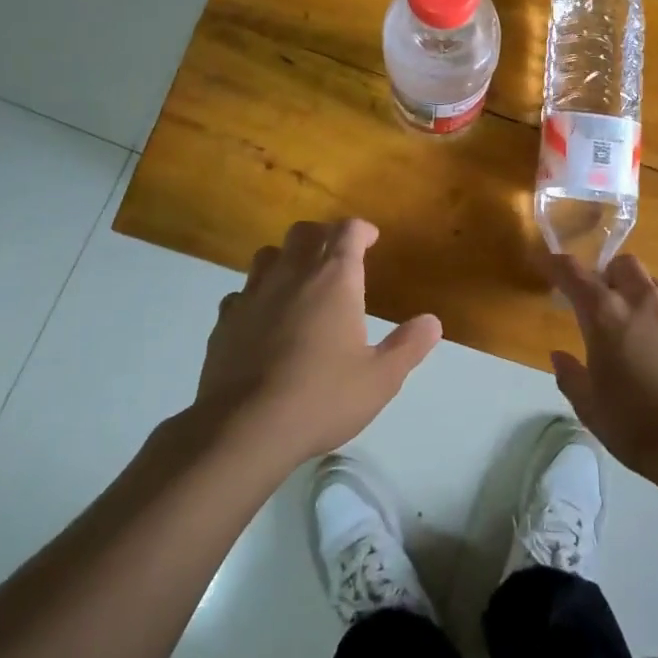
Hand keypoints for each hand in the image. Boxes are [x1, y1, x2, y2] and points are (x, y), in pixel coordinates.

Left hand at [193, 219, 440, 469]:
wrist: (244, 428)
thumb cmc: (322, 398)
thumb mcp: (380, 379)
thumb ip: (408, 346)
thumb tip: (432, 322)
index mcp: (334, 279)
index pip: (348, 231)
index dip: (361, 230)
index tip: (371, 239)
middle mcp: (292, 274)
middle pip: (304, 232)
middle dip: (323, 234)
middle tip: (336, 254)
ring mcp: (253, 294)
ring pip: (268, 254)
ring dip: (287, 258)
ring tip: (299, 280)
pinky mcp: (225, 321)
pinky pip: (241, 293)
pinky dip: (257, 296)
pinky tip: (263, 318)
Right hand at [546, 253, 657, 480]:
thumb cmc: (638, 426)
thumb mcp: (590, 408)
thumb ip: (571, 376)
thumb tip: (559, 356)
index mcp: (605, 315)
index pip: (572, 273)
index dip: (554, 264)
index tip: (544, 262)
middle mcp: (641, 300)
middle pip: (621, 264)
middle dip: (605, 275)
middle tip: (598, 303)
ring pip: (649, 282)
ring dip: (634, 293)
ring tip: (631, 327)